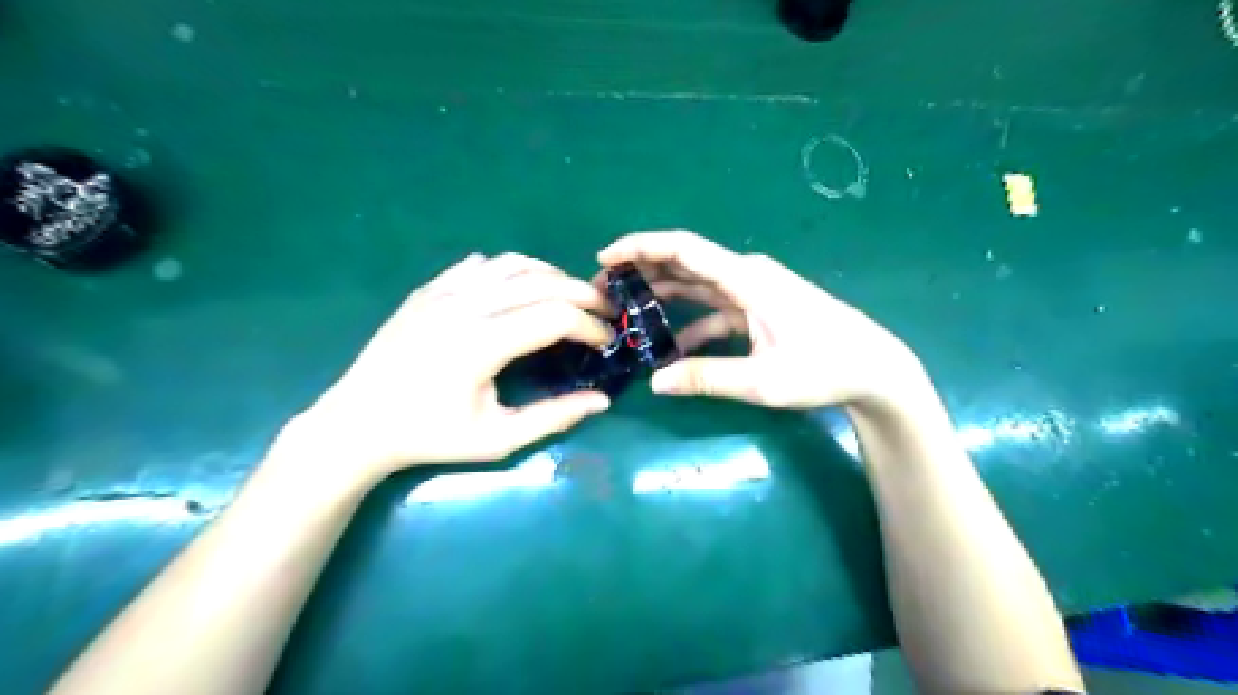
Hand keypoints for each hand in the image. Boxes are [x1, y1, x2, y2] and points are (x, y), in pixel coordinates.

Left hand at [291, 251, 619, 483]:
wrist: (359, 423)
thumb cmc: (430, 436)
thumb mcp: (497, 439)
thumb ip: (554, 418)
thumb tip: (602, 400)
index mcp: (481, 344)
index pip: (555, 317)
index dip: (591, 326)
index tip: (607, 341)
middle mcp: (465, 306)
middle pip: (542, 282)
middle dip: (584, 294)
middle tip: (604, 312)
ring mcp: (444, 291)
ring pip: (514, 264)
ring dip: (552, 276)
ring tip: (571, 297)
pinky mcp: (430, 288)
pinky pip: (481, 264)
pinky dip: (513, 270)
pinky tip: (522, 290)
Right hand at [594, 231, 923, 409]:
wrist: (873, 369)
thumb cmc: (824, 367)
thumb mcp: (762, 380)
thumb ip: (707, 378)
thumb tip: (655, 383)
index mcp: (746, 278)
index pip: (683, 249)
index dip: (641, 247)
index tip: (605, 258)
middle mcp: (746, 275)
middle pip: (684, 263)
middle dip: (642, 273)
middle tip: (604, 292)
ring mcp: (752, 291)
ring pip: (697, 285)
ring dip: (663, 295)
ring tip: (627, 312)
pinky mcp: (758, 308)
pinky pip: (714, 309)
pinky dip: (690, 322)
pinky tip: (671, 347)